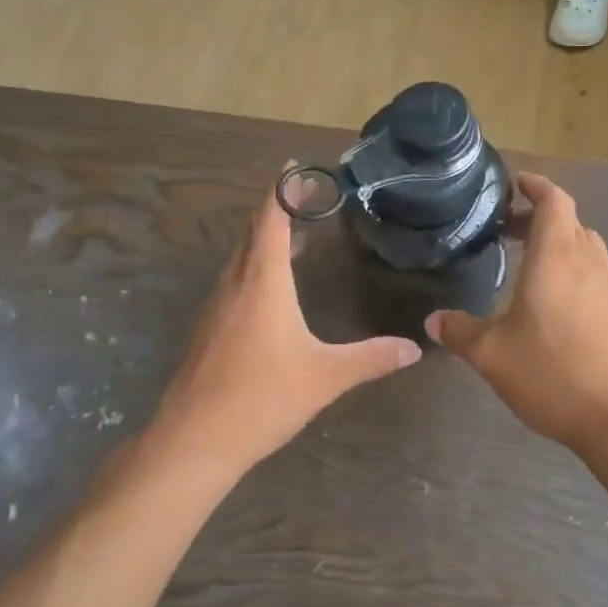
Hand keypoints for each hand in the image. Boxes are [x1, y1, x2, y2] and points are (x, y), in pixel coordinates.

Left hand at [148, 177, 421, 476]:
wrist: (193, 440)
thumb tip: (414, 348)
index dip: (282, 190)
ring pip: (240, 259)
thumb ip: (371, 358)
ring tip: (295, 239)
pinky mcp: (207, 330)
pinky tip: (270, 293)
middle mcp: (235, 283)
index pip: (270, 219)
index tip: (294, 166)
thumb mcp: (325, 376)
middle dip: (276, 211)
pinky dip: (253, 269)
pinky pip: (233, 282)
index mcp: (262, 281)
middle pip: (252, 233)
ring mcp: (216, 307)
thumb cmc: (262, 397)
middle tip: (306, 200)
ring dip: (264, 241)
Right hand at [426, 174, 607, 452]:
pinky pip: (601, 279)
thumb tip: (433, 320)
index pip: (553, 201)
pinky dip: (580, 275)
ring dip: (563, 246)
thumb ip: (460, 332)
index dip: (536, 186)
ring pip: (589, 250)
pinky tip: (564, 305)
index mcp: (556, 257)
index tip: (516, 182)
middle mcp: (590, 263)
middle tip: (510, 229)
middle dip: (542, 218)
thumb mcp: (492, 355)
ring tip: (534, 265)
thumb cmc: (555, 375)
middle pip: (571, 222)